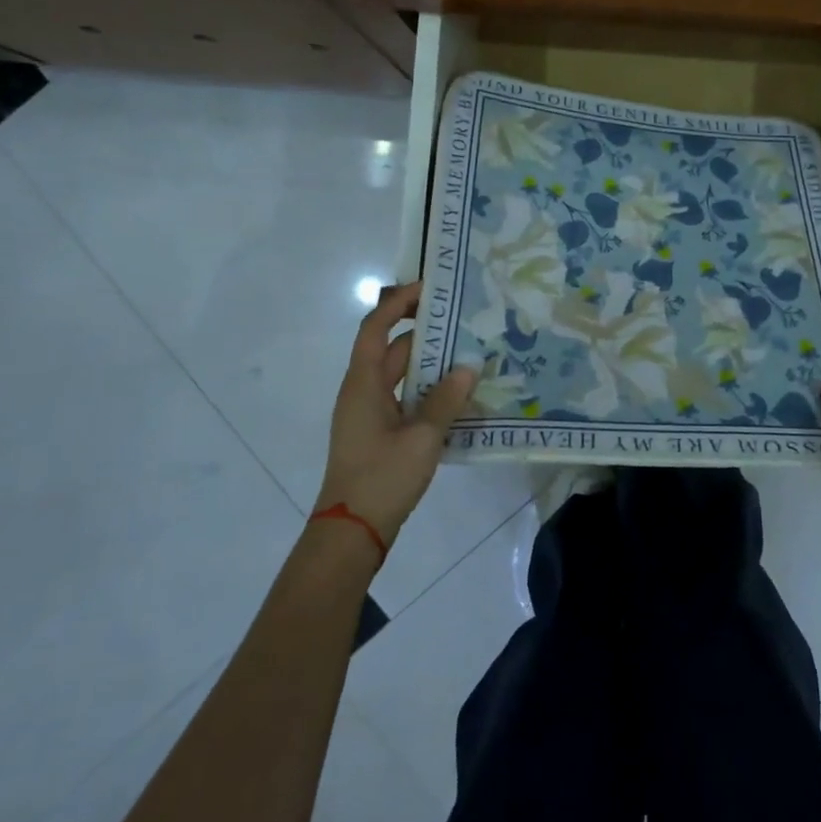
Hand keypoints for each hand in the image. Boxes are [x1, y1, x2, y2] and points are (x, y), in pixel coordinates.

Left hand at [315, 282, 477, 547]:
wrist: (351, 532)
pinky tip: (455, 395)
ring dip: (428, 363)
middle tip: (461, 320)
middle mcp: (362, 391)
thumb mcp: (422, 438)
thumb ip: (446, 400)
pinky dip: (425, 389)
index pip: (376, 328)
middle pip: (390, 349)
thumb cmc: (382, 478)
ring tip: (466, 352)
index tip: (429, 289)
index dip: (398, 303)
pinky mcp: (377, 434)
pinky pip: (403, 398)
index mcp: (363, 384)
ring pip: (399, 375)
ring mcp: (367, 414)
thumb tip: (469, 366)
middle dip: (422, 331)